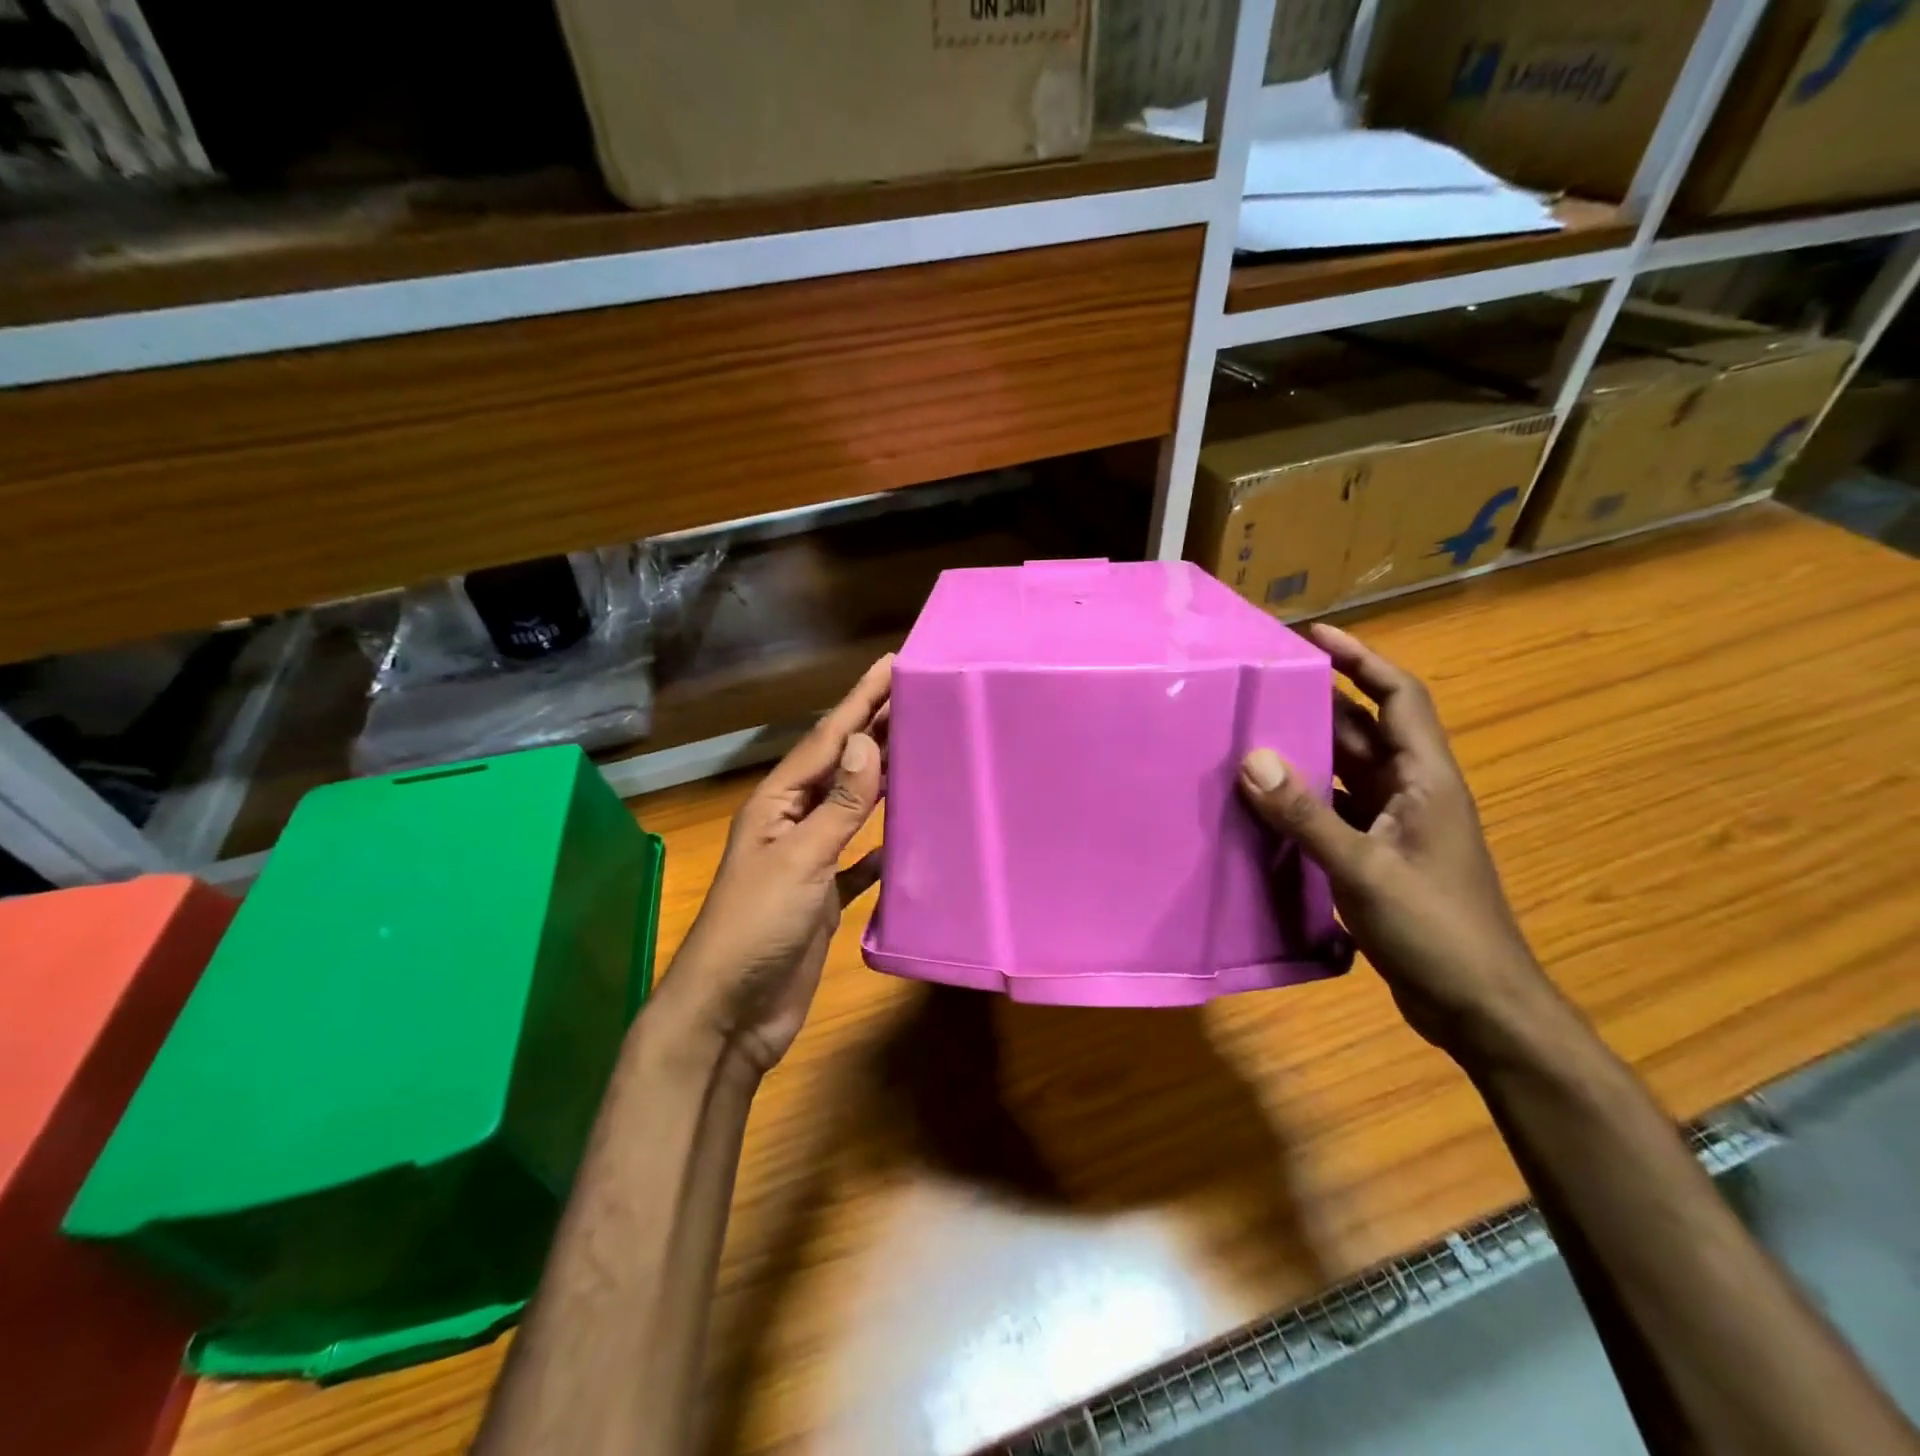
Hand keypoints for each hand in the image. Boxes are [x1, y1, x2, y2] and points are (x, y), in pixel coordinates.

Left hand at [663, 656, 890, 1076]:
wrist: (732, 1013)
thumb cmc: (758, 928)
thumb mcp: (800, 860)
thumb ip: (838, 806)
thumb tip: (868, 743)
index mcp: (779, 802)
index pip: (828, 739)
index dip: (860, 700)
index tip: (893, 664)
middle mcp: (793, 821)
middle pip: (842, 765)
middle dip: (874, 728)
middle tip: (917, 694)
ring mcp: (810, 858)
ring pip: (853, 807)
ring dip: (882, 778)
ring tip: (920, 746)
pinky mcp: (826, 894)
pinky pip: (860, 858)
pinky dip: (882, 843)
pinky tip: (907, 830)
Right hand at [1237, 623, 1559, 1063]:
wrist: (1480, 1006)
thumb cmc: (1436, 929)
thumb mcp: (1364, 869)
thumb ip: (1306, 815)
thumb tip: (1251, 759)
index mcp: (1426, 779)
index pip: (1398, 697)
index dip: (1361, 658)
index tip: (1313, 635)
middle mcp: (1412, 792)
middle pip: (1363, 729)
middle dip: (1318, 701)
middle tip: (1260, 684)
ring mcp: (1396, 826)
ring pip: (1345, 770)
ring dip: (1306, 751)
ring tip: (1249, 734)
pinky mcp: (1380, 856)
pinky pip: (1335, 810)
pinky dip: (1302, 799)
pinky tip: (1264, 802)